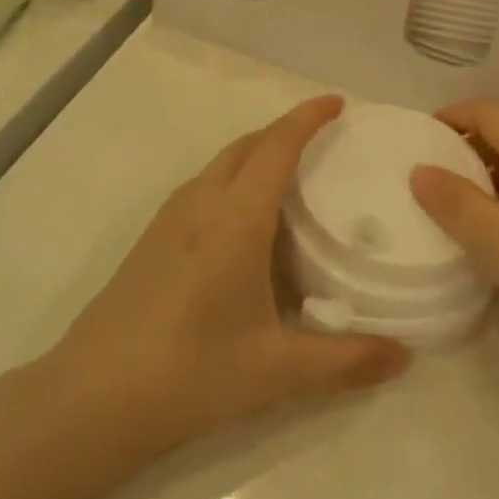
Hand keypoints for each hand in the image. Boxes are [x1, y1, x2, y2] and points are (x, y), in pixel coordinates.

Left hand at [49, 96, 410, 458]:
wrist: (93, 396)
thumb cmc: (191, 372)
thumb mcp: (276, 369)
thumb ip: (345, 360)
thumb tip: (405, 357)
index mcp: (236, 217)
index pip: (277, 146)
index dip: (308, 118)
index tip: (338, 102)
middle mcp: (202, 202)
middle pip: (248, 145)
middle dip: (285, 131)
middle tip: (325, 142)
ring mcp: (170, 217)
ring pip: (222, 164)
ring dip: (257, 154)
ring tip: (294, 179)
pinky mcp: (153, 237)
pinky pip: (205, 187)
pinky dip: (235, 181)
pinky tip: (248, 226)